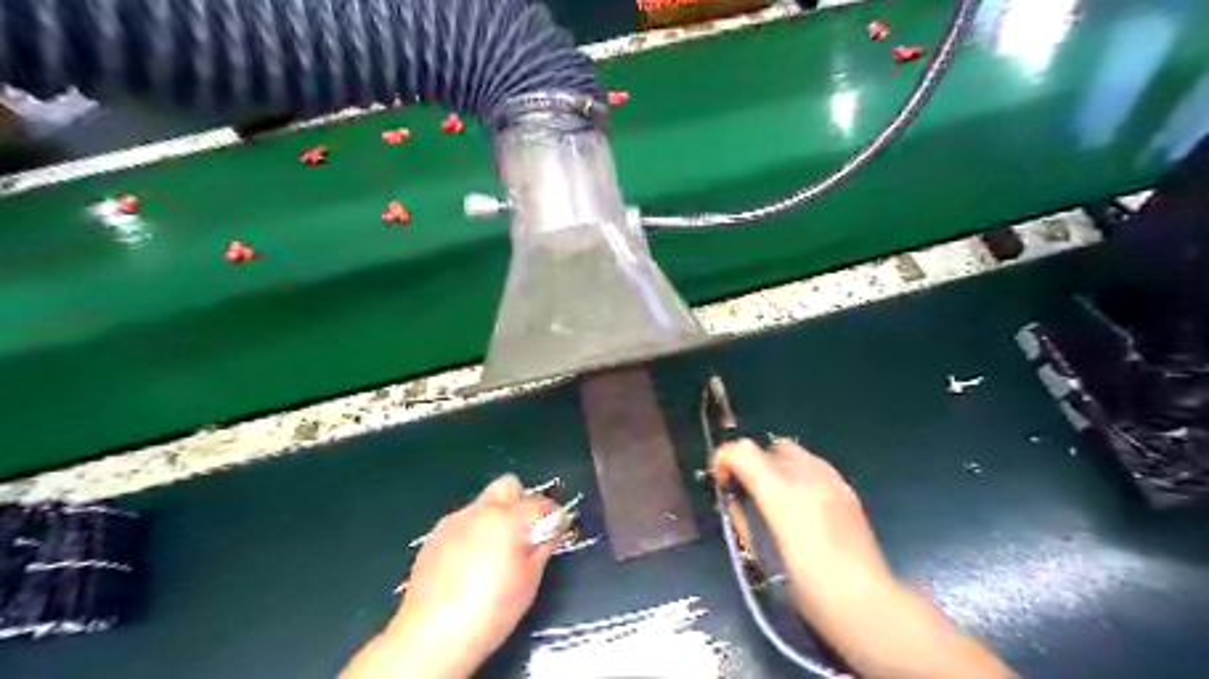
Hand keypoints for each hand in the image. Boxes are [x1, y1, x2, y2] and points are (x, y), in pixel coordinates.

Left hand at [339, 476, 556, 678]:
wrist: (432, 635)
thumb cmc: (490, 610)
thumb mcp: (529, 581)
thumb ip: (543, 547)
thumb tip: (553, 530)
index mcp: (508, 518)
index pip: (541, 503)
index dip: (553, 515)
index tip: (556, 530)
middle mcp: (481, 511)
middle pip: (509, 485)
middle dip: (521, 501)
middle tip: (525, 532)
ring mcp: (454, 521)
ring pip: (483, 504)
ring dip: (495, 518)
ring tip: (494, 553)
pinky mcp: (434, 536)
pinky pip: (463, 522)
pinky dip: (473, 532)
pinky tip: (469, 563)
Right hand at [711, 438, 1011, 676]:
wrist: (866, 604)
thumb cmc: (807, 588)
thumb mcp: (761, 554)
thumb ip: (743, 517)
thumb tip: (734, 498)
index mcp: (781, 495)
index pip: (742, 450)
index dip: (724, 459)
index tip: (722, 481)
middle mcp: (806, 476)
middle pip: (768, 445)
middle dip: (752, 461)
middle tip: (748, 489)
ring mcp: (830, 479)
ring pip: (793, 450)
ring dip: (776, 464)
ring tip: (775, 495)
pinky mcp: (847, 488)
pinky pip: (815, 465)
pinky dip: (799, 473)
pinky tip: (801, 502)